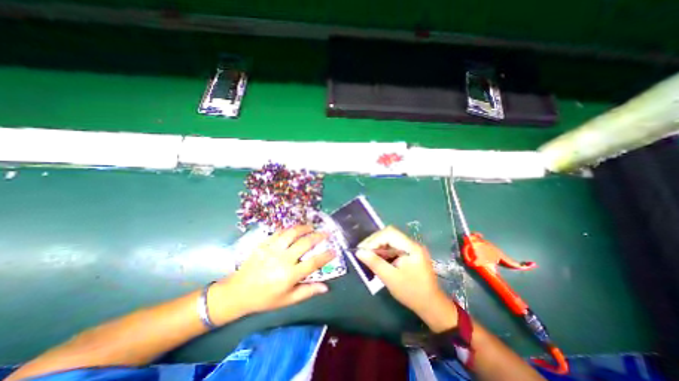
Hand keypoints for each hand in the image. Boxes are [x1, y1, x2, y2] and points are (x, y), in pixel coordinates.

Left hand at [208, 224, 333, 322]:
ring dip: (304, 228)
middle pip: (305, 243)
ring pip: (292, 233)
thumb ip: (307, 291)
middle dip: (318, 236)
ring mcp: (272, 249)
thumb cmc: (265, 298)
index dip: (326, 255)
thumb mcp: (288, 300)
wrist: (238, 292)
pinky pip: (279, 232)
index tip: (334, 251)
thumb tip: (326, 287)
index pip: (313, 262)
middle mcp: (283, 259)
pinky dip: (289, 229)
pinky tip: (294, 229)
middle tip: (326, 233)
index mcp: (290, 275)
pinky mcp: (264, 244)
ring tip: (311, 227)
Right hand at [356, 226, 455, 330]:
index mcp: (411, 247)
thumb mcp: (390, 278)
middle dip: (374, 241)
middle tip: (362, 251)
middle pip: (389, 234)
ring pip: (390, 240)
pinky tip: (377, 258)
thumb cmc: (411, 292)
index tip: (363, 250)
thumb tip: (359, 252)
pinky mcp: (409, 254)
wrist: (431, 306)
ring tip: (367, 254)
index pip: (389, 234)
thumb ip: (375, 263)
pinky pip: (393, 247)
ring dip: (378, 246)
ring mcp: (411, 249)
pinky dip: (383, 251)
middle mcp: (412, 244)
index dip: (374, 239)